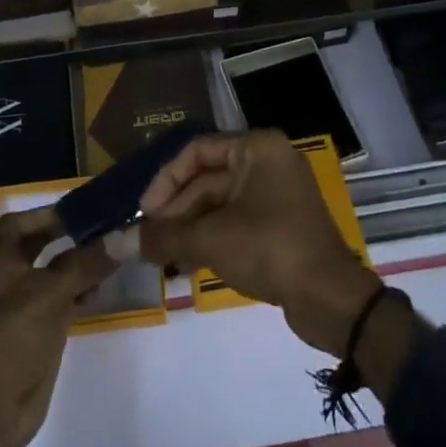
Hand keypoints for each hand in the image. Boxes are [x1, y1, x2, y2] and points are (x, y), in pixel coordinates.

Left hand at [0, 209, 113, 446]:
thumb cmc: (9, 340)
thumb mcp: (48, 295)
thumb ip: (85, 264)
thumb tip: (123, 235)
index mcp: (1, 261)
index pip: (20, 222)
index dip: (47, 213)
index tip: (82, 208)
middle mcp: (13, 277)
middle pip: (44, 245)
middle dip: (71, 235)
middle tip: (107, 224)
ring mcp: (29, 305)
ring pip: (59, 272)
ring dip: (83, 262)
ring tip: (116, 250)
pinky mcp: (44, 330)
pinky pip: (68, 298)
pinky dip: (85, 289)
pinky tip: (107, 284)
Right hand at [138, 131, 381, 356]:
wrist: (330, 298)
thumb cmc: (270, 248)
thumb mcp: (211, 239)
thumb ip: (164, 236)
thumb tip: (115, 242)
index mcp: (257, 148)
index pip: (197, 151)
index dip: (166, 181)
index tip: (144, 214)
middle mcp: (267, 161)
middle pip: (207, 178)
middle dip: (176, 211)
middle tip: (148, 242)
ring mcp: (276, 192)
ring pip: (219, 203)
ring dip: (189, 228)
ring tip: (162, 258)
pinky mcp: (279, 222)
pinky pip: (235, 220)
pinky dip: (211, 238)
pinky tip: (187, 265)